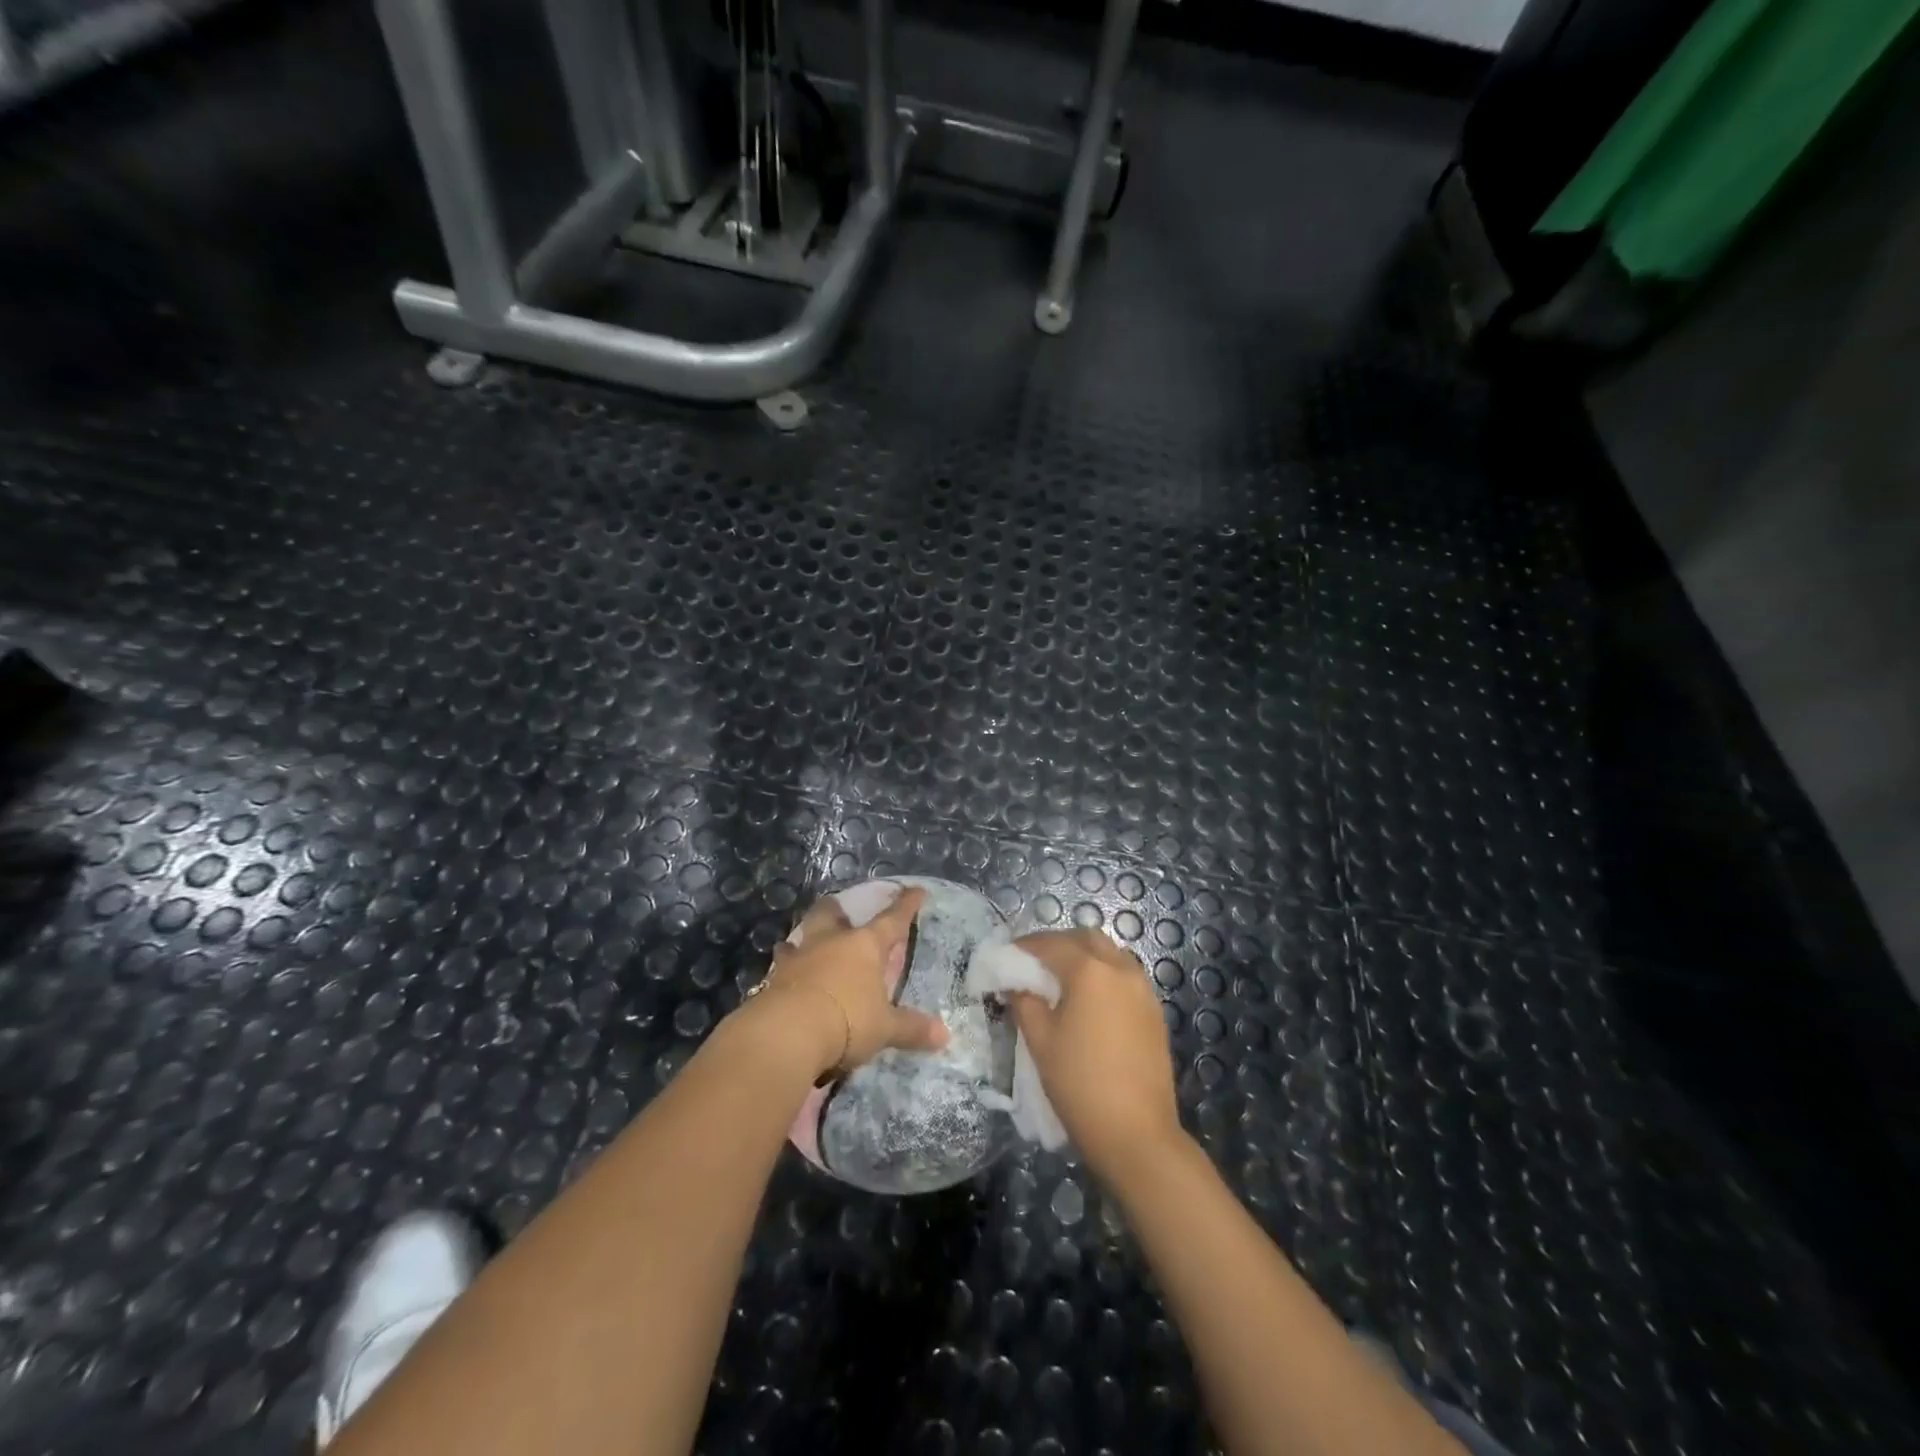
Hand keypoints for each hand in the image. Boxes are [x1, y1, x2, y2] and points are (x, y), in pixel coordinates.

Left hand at [740, 885, 949, 1078]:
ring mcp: (798, 959)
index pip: (891, 920)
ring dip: (803, 939)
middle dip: (836, 909)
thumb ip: (911, 1029)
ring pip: (799, 937)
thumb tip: (944, 1035)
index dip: (906, 906)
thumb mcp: (884, 1028)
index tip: (915, 890)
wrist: (787, 1033)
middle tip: (839, 909)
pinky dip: (785, 969)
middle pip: (831, 914)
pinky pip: (780, 967)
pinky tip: (784, 978)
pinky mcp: (772, 980)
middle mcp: (830, 943)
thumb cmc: (847, 1020)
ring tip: (804, 944)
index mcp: (864, 946)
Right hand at [1008, 929, 1181, 1178]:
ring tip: (1061, 980)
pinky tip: (1089, 1000)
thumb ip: (1024, 1002)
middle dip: (1058, 944)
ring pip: (1110, 954)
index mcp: (1089, 971)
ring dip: (1084, 956)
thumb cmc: (1080, 1084)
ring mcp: (1143, 989)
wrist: (1136, 1134)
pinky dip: (1104, 974)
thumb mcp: (1040, 1041)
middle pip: (1086, 939)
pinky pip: (1125, 976)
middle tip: (1034, 963)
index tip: (1007, 954)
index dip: (1026, 946)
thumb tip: (1016, 985)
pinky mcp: (1154, 1011)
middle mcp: (1120, 969)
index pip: (1051, 944)